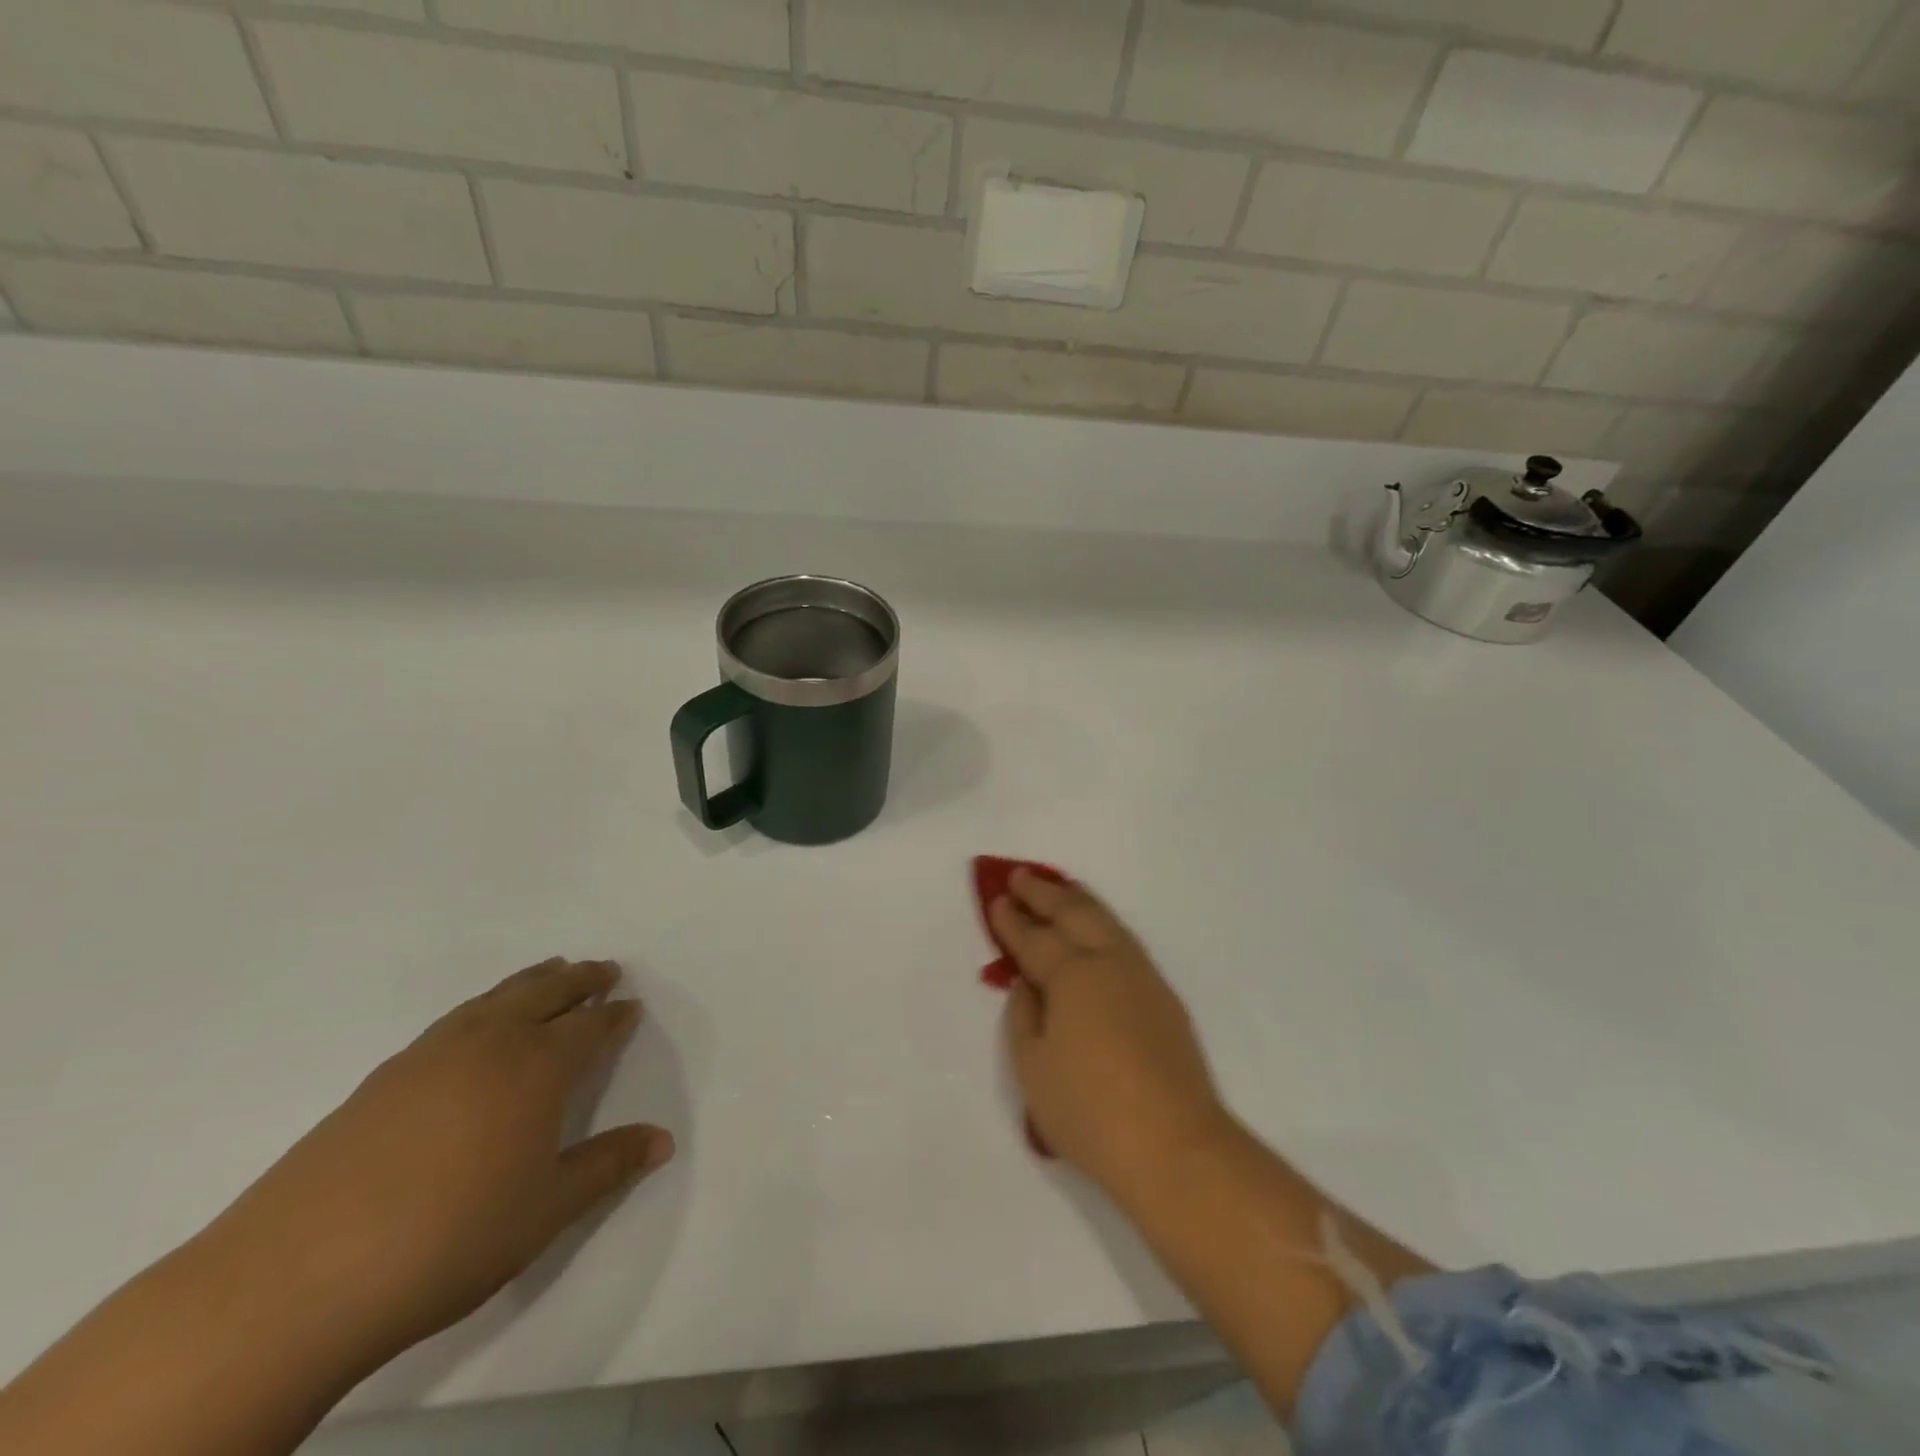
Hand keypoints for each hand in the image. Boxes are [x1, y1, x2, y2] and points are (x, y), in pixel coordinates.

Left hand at [204, 958, 673, 1364]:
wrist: (295, 1280)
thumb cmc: (449, 1238)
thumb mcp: (547, 1210)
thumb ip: (608, 1166)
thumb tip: (664, 1140)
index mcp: (536, 1068)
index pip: (589, 1028)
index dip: (614, 1017)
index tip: (631, 1005)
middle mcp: (488, 1044)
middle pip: (545, 994)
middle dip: (580, 979)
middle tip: (603, 969)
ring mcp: (430, 1055)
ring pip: (496, 998)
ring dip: (532, 981)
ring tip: (551, 971)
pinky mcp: (382, 1078)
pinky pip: (455, 1018)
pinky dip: (485, 1004)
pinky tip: (477, 1023)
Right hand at [991, 871, 1230, 1199]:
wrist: (1175, 1145)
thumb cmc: (1090, 1110)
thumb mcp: (1033, 1067)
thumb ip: (1024, 1016)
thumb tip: (1028, 984)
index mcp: (1072, 975)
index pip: (1035, 938)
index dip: (1012, 919)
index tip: (998, 899)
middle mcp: (1109, 962)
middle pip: (1074, 914)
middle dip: (1045, 892)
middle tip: (1021, 875)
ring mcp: (1142, 977)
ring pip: (1106, 922)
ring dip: (1079, 900)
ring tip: (1061, 887)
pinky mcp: (1164, 997)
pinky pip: (1125, 941)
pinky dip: (1104, 923)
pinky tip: (1098, 930)